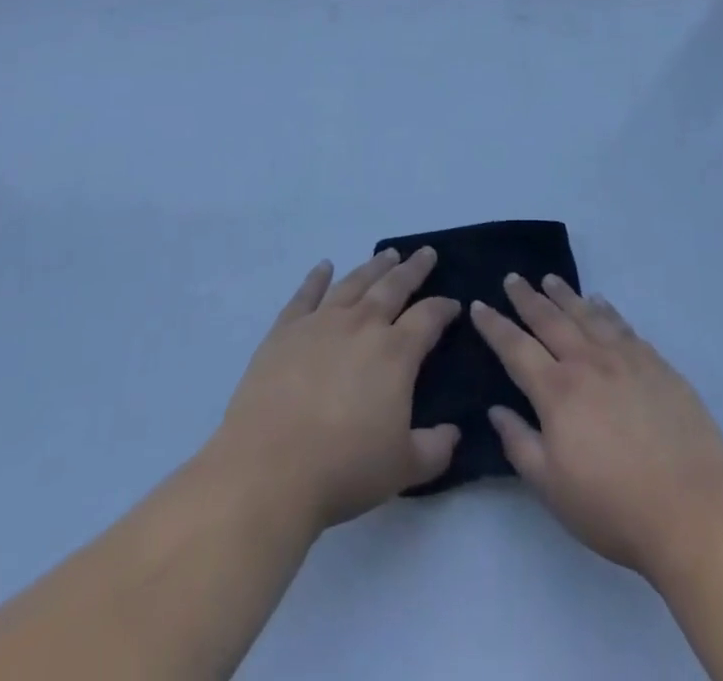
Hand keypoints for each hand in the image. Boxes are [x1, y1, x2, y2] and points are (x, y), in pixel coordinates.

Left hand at [206, 248, 461, 531]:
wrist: (269, 470)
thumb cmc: (343, 469)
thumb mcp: (403, 468)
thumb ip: (435, 449)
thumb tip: (454, 433)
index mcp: (396, 353)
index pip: (428, 318)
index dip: (444, 308)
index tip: (453, 303)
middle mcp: (362, 325)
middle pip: (393, 287)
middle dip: (413, 269)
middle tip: (425, 253)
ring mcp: (321, 323)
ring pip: (354, 283)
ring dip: (373, 267)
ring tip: (387, 254)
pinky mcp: (285, 331)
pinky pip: (305, 295)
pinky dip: (316, 278)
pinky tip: (324, 266)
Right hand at [472, 275, 722, 578]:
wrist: (693, 509)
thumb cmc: (614, 506)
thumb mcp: (552, 488)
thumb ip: (519, 444)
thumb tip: (496, 409)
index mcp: (557, 391)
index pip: (516, 348)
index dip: (494, 325)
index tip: (478, 304)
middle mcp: (587, 362)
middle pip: (550, 320)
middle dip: (527, 298)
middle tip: (512, 278)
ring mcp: (625, 359)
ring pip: (586, 315)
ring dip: (565, 295)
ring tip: (550, 279)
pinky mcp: (656, 364)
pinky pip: (622, 325)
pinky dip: (606, 309)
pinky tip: (600, 302)